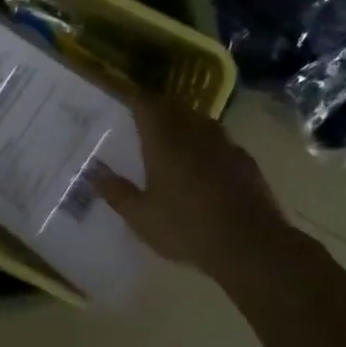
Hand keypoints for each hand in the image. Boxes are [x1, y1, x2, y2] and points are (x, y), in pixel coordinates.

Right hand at [96, 98, 287, 279]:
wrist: (251, 245)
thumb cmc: (186, 228)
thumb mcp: (141, 217)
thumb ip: (116, 192)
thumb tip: (94, 173)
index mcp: (164, 140)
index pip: (146, 104)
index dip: (135, 101)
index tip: (125, 106)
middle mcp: (194, 132)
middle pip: (174, 107)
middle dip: (159, 111)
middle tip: (145, 125)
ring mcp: (224, 144)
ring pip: (200, 121)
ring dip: (186, 125)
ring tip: (175, 143)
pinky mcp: (245, 161)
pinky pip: (221, 142)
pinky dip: (209, 147)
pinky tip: (206, 168)